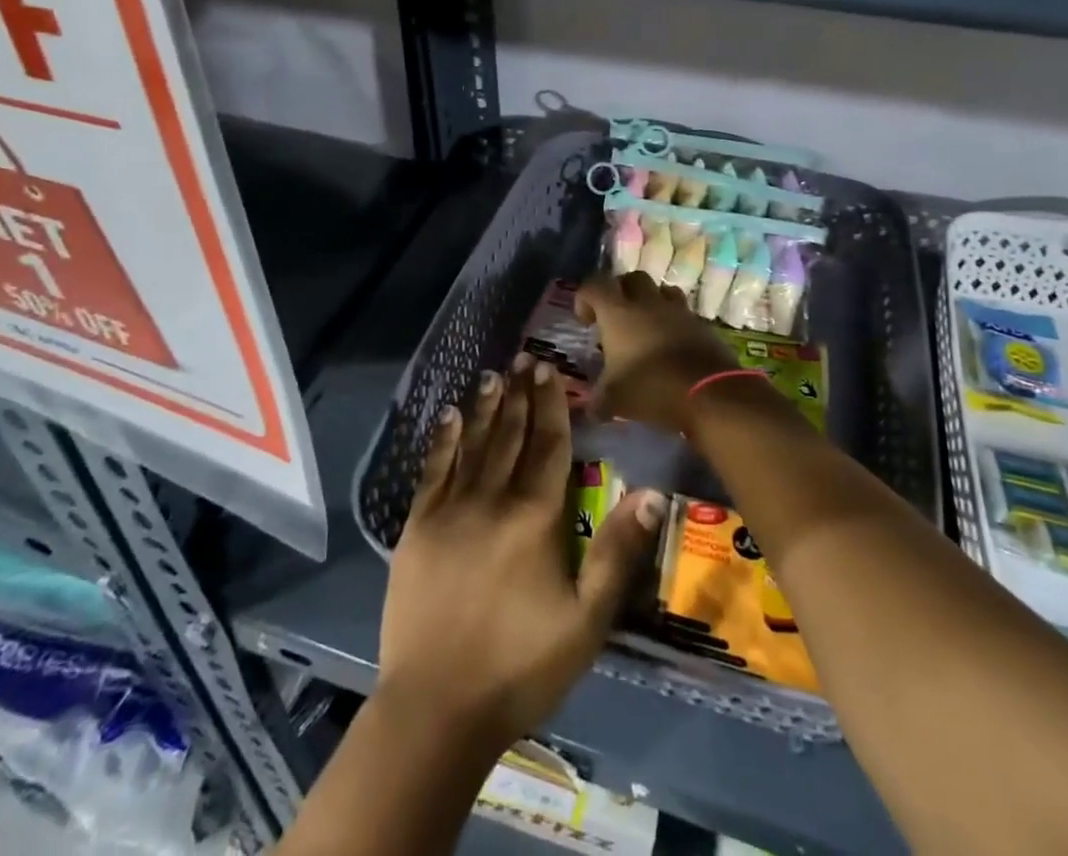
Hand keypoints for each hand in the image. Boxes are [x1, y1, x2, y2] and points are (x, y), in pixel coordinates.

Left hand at [379, 352, 666, 748]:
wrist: (437, 708)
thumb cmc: (521, 666)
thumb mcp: (586, 620)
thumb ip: (617, 552)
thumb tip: (650, 491)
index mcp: (535, 517)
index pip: (548, 445)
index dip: (550, 404)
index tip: (548, 371)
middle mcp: (492, 499)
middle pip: (511, 435)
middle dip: (520, 395)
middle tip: (523, 358)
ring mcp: (450, 510)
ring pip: (473, 444)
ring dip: (485, 407)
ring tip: (493, 375)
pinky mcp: (417, 527)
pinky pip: (433, 470)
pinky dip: (443, 440)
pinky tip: (449, 417)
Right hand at [575, 272, 736, 433]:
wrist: (709, 394)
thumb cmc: (651, 388)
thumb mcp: (614, 400)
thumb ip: (600, 400)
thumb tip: (594, 410)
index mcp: (619, 312)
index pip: (595, 286)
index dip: (584, 298)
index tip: (585, 321)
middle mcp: (648, 303)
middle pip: (631, 278)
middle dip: (620, 291)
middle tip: (615, 316)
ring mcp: (679, 311)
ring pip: (662, 290)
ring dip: (651, 302)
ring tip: (646, 325)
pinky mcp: (702, 325)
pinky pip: (684, 314)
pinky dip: (675, 323)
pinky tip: (672, 345)